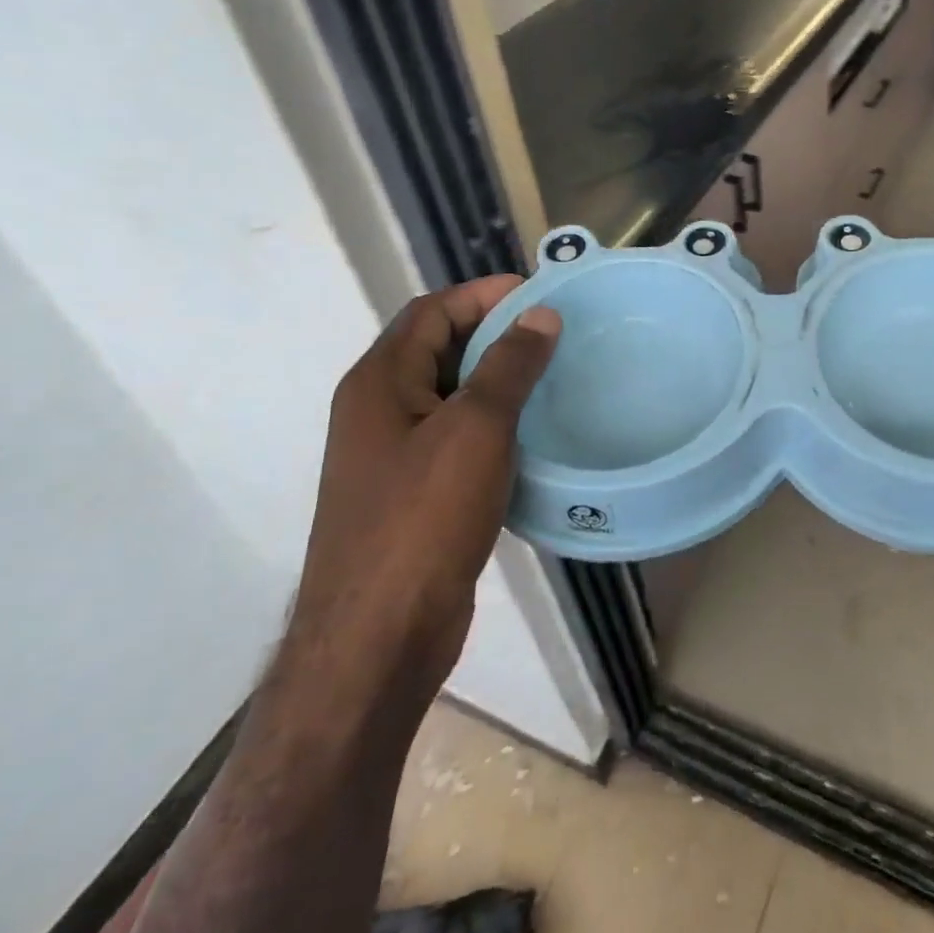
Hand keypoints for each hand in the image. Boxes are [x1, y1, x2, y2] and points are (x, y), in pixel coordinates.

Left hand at [288, 279, 559, 698]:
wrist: (378, 638)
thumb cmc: (423, 518)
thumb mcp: (474, 429)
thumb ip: (508, 366)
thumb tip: (540, 315)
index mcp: (379, 382)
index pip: (431, 312)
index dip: (482, 294)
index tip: (538, 294)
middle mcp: (379, 410)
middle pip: (438, 349)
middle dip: (494, 334)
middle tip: (555, 333)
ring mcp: (394, 455)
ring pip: (451, 396)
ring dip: (497, 380)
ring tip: (555, 376)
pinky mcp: (415, 494)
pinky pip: (457, 438)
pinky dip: (494, 424)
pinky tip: (534, 434)